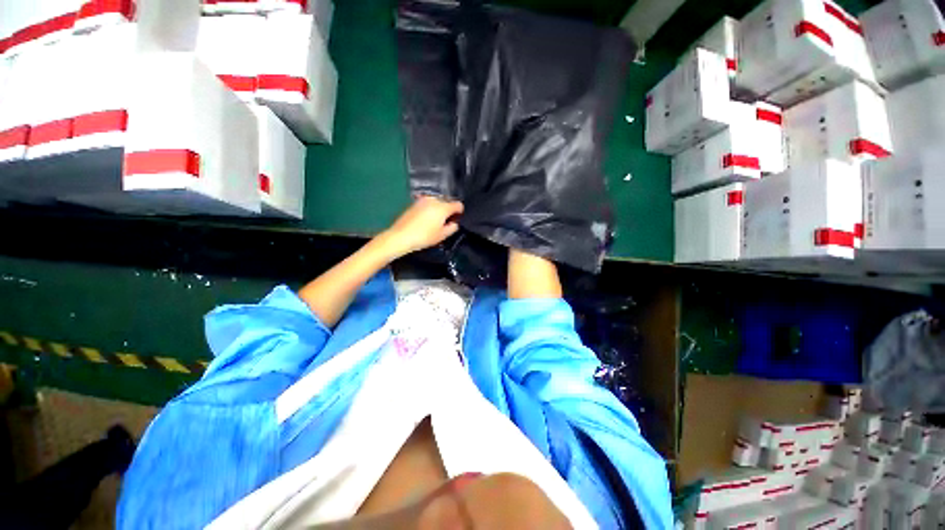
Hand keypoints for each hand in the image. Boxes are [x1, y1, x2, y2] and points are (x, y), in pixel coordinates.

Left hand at [380, 196, 464, 257]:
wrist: (401, 236)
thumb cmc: (424, 237)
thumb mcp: (442, 235)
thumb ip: (452, 227)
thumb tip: (454, 222)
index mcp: (443, 207)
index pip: (458, 205)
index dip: (460, 212)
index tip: (456, 220)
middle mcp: (434, 199)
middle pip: (447, 202)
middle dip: (449, 210)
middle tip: (446, 222)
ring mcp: (422, 200)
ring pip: (437, 202)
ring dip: (439, 209)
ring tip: (435, 222)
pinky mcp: (414, 203)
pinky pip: (427, 204)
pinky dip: (430, 209)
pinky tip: (426, 220)